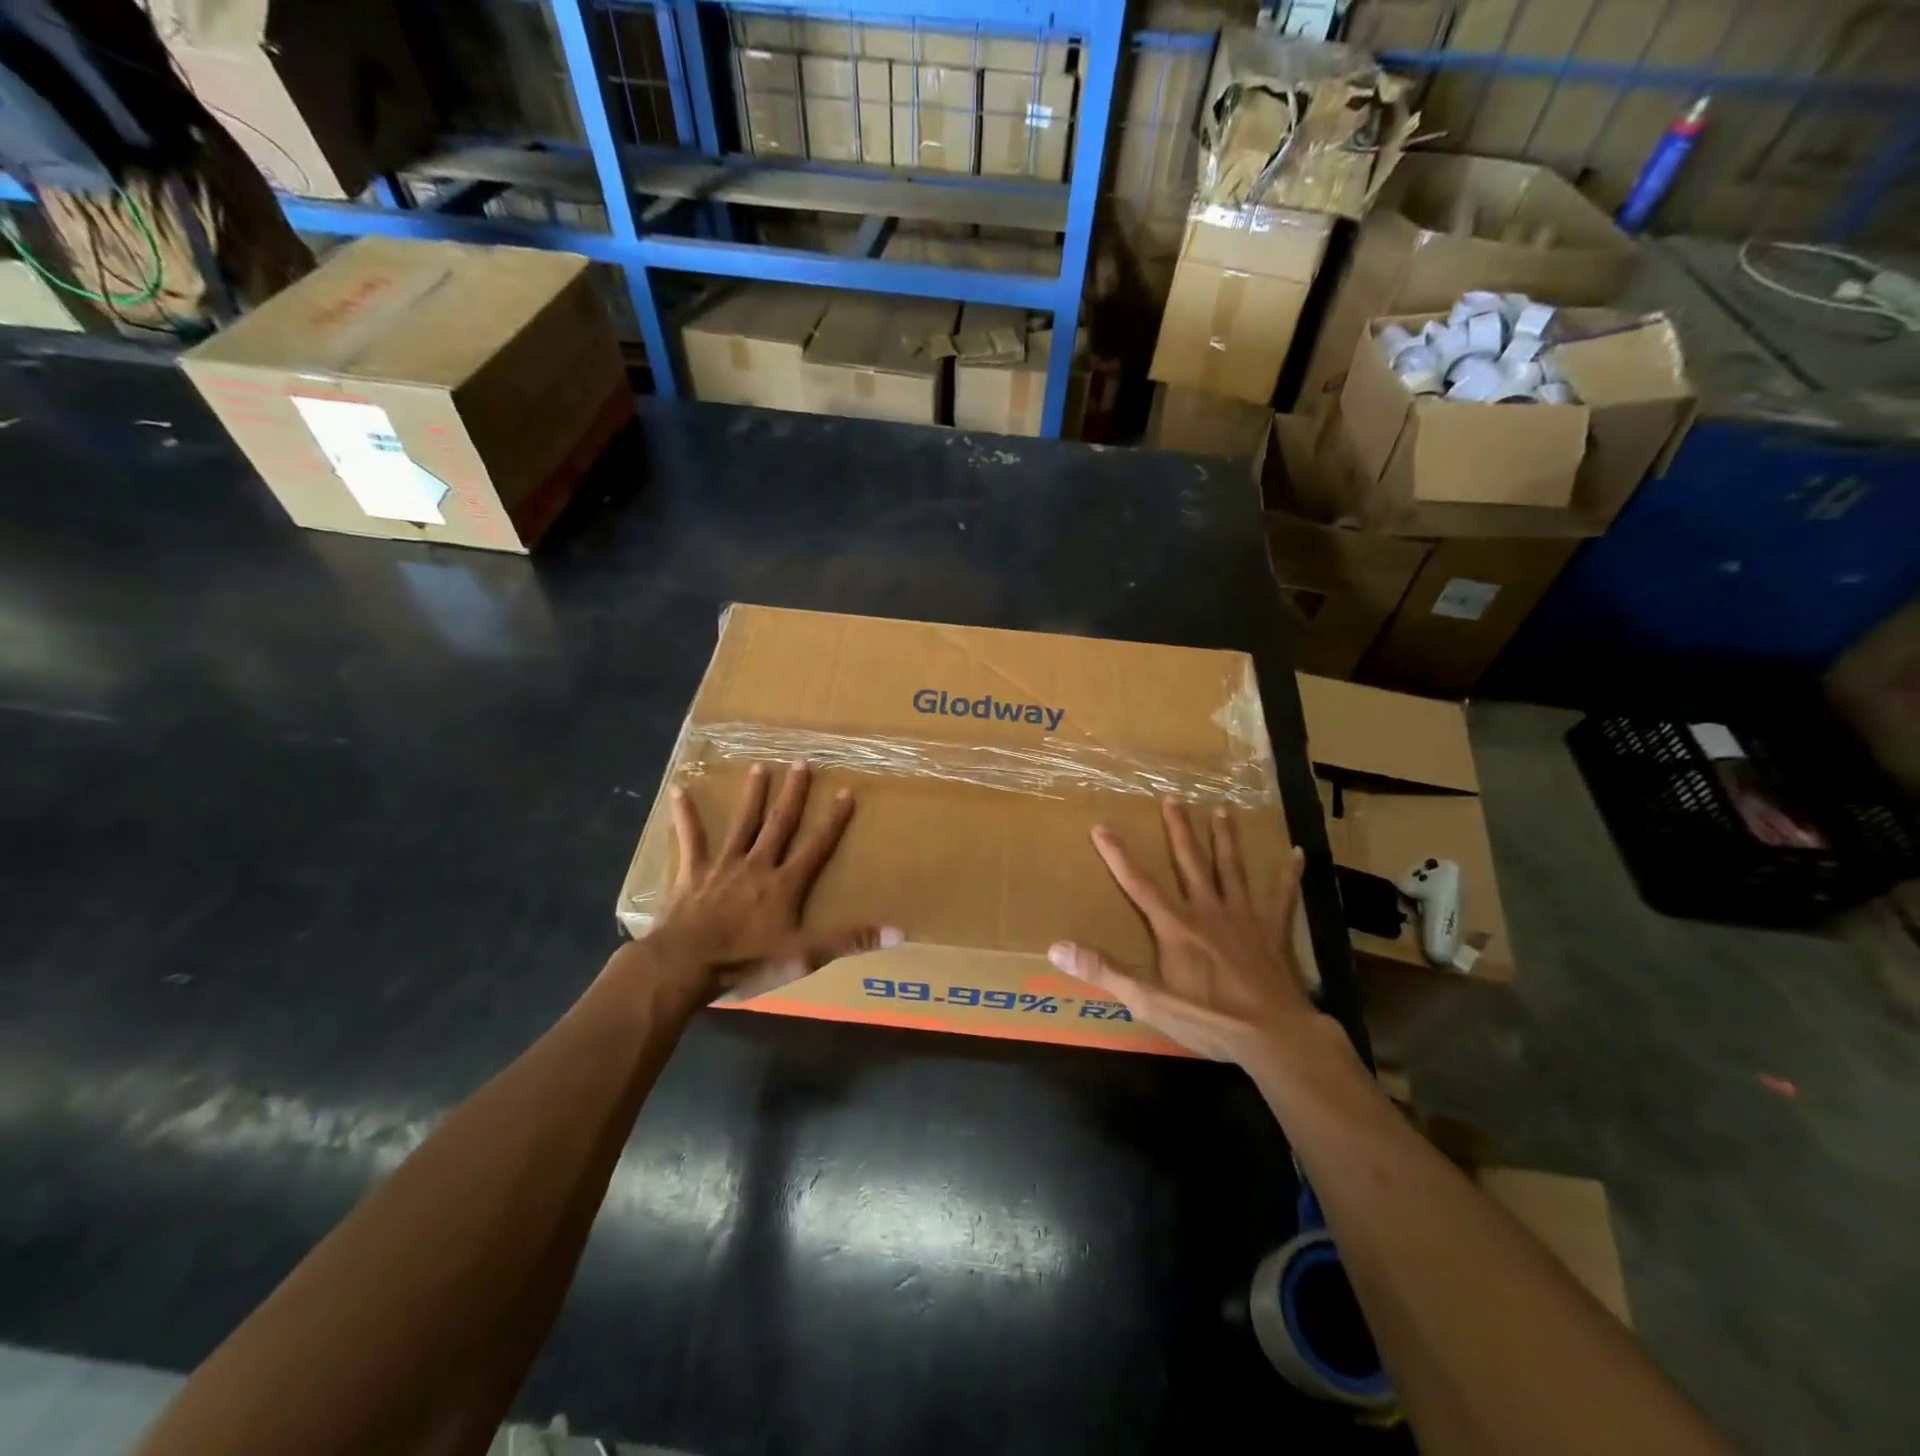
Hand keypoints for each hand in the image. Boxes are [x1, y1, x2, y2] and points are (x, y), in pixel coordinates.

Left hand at [647, 761, 900, 1002]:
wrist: (685, 965)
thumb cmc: (746, 961)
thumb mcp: (804, 956)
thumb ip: (848, 941)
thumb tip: (898, 932)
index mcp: (785, 884)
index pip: (816, 846)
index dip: (833, 820)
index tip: (846, 791)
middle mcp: (757, 865)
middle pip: (779, 824)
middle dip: (793, 794)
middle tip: (801, 762)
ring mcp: (723, 866)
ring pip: (742, 824)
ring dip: (752, 795)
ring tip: (759, 767)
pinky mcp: (692, 874)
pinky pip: (690, 840)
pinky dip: (685, 816)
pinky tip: (678, 790)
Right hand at [1048, 801, 1320, 1066]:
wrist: (1274, 1034)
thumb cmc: (1209, 1018)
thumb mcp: (1148, 1000)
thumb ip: (1105, 970)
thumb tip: (1056, 946)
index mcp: (1176, 926)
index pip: (1139, 883)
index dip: (1117, 855)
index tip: (1101, 826)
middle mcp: (1208, 910)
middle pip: (1190, 861)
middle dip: (1178, 829)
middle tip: (1173, 798)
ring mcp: (1244, 917)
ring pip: (1232, 868)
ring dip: (1225, 839)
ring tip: (1223, 810)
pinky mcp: (1274, 931)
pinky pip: (1282, 897)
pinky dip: (1289, 875)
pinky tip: (1297, 853)